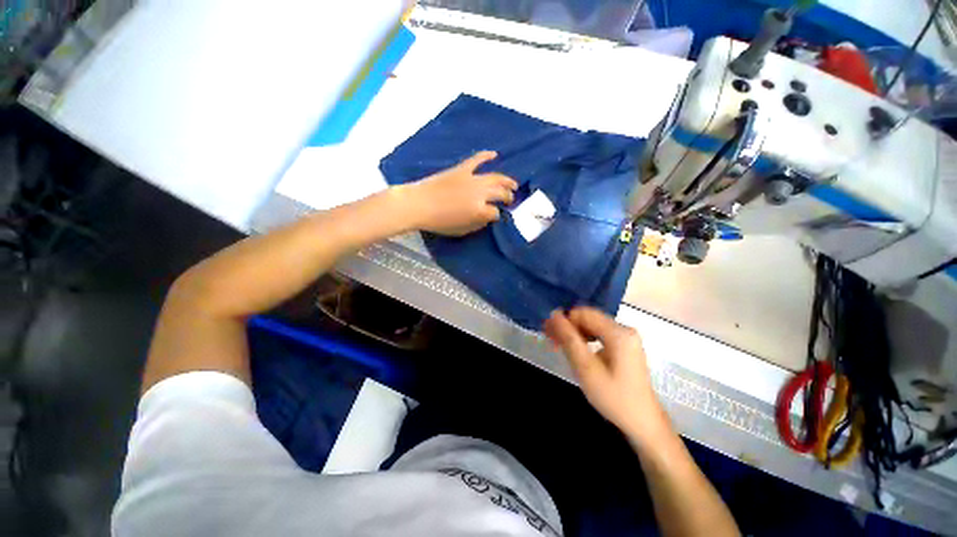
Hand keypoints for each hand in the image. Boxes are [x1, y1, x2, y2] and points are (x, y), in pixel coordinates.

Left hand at [402, 151, 517, 235]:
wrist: (419, 204)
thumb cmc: (439, 222)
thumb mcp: (461, 230)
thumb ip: (478, 224)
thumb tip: (487, 218)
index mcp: (480, 211)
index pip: (495, 212)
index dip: (497, 216)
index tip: (496, 217)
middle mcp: (480, 193)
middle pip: (500, 193)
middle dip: (508, 197)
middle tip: (510, 200)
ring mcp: (472, 179)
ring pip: (495, 177)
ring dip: (506, 180)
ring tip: (513, 184)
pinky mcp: (461, 169)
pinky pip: (476, 160)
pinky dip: (485, 156)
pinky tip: (494, 154)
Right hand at [544, 307, 670, 445]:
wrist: (643, 424)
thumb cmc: (614, 398)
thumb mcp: (586, 368)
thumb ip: (569, 339)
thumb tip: (553, 314)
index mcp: (618, 333)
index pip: (584, 313)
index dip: (564, 320)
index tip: (549, 333)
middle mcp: (624, 330)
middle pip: (588, 318)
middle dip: (568, 327)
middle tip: (550, 339)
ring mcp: (626, 338)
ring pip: (592, 326)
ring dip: (574, 333)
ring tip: (558, 345)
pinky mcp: (625, 347)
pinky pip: (599, 335)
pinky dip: (584, 340)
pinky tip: (574, 350)